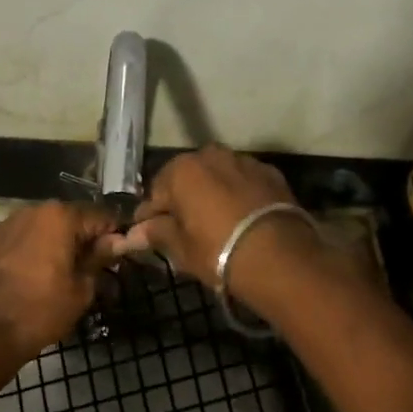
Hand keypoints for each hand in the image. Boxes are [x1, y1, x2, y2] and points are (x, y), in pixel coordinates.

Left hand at [0, 201, 120, 361]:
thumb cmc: (42, 310)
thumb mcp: (81, 288)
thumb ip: (99, 259)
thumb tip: (114, 242)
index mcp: (61, 217)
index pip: (101, 217)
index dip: (114, 235)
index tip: (119, 256)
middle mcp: (33, 210)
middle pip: (70, 219)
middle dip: (83, 239)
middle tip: (93, 267)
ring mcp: (7, 225)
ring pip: (43, 228)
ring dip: (56, 243)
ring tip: (62, 272)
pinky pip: (21, 240)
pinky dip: (32, 251)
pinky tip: (34, 275)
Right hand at [121, 146, 325, 308]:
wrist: (279, 256)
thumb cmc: (217, 251)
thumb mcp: (181, 248)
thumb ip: (156, 233)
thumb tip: (133, 234)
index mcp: (182, 170)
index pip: (155, 194)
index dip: (150, 217)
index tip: (147, 235)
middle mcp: (211, 155)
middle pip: (187, 178)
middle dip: (182, 200)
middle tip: (182, 229)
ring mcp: (244, 161)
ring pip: (217, 177)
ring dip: (211, 194)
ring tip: (214, 222)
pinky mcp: (271, 173)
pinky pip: (244, 182)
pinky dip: (238, 195)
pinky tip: (240, 218)